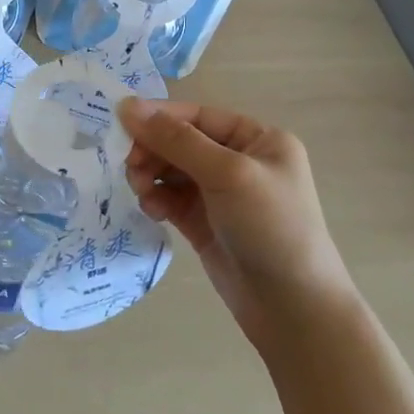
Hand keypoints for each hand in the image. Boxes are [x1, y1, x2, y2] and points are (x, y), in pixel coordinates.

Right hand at [119, 98, 349, 348]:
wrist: (293, 309)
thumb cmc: (270, 227)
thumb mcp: (226, 174)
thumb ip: (176, 139)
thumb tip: (127, 105)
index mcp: (258, 139)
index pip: (198, 116)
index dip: (159, 118)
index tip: (121, 126)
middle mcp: (239, 161)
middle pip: (180, 142)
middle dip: (152, 151)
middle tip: (131, 168)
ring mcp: (221, 194)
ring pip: (170, 170)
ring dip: (150, 175)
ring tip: (141, 191)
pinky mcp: (204, 222)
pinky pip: (170, 198)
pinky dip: (156, 199)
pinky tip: (152, 210)